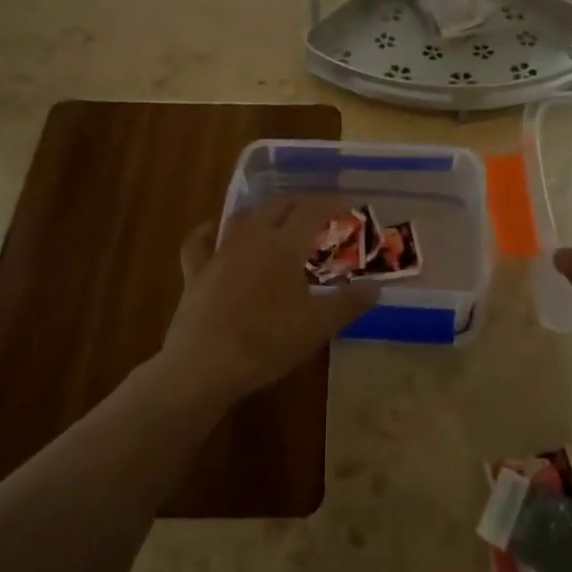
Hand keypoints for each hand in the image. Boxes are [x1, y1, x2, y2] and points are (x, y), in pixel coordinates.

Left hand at [161, 199, 378, 405]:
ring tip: (276, 222)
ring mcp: (220, 252)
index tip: (346, 209)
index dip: (331, 205)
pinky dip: (206, 232)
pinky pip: (198, 243)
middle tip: (317, 217)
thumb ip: (349, 304)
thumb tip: (376, 288)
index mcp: (285, 245)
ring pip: (243, 218)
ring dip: (263, 214)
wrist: (205, 366)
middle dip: (300, 205)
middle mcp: (253, 238)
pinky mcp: (196, 272)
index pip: (312, 210)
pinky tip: (211, 229)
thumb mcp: (318, 326)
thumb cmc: (268, 342)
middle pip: (278, 206)